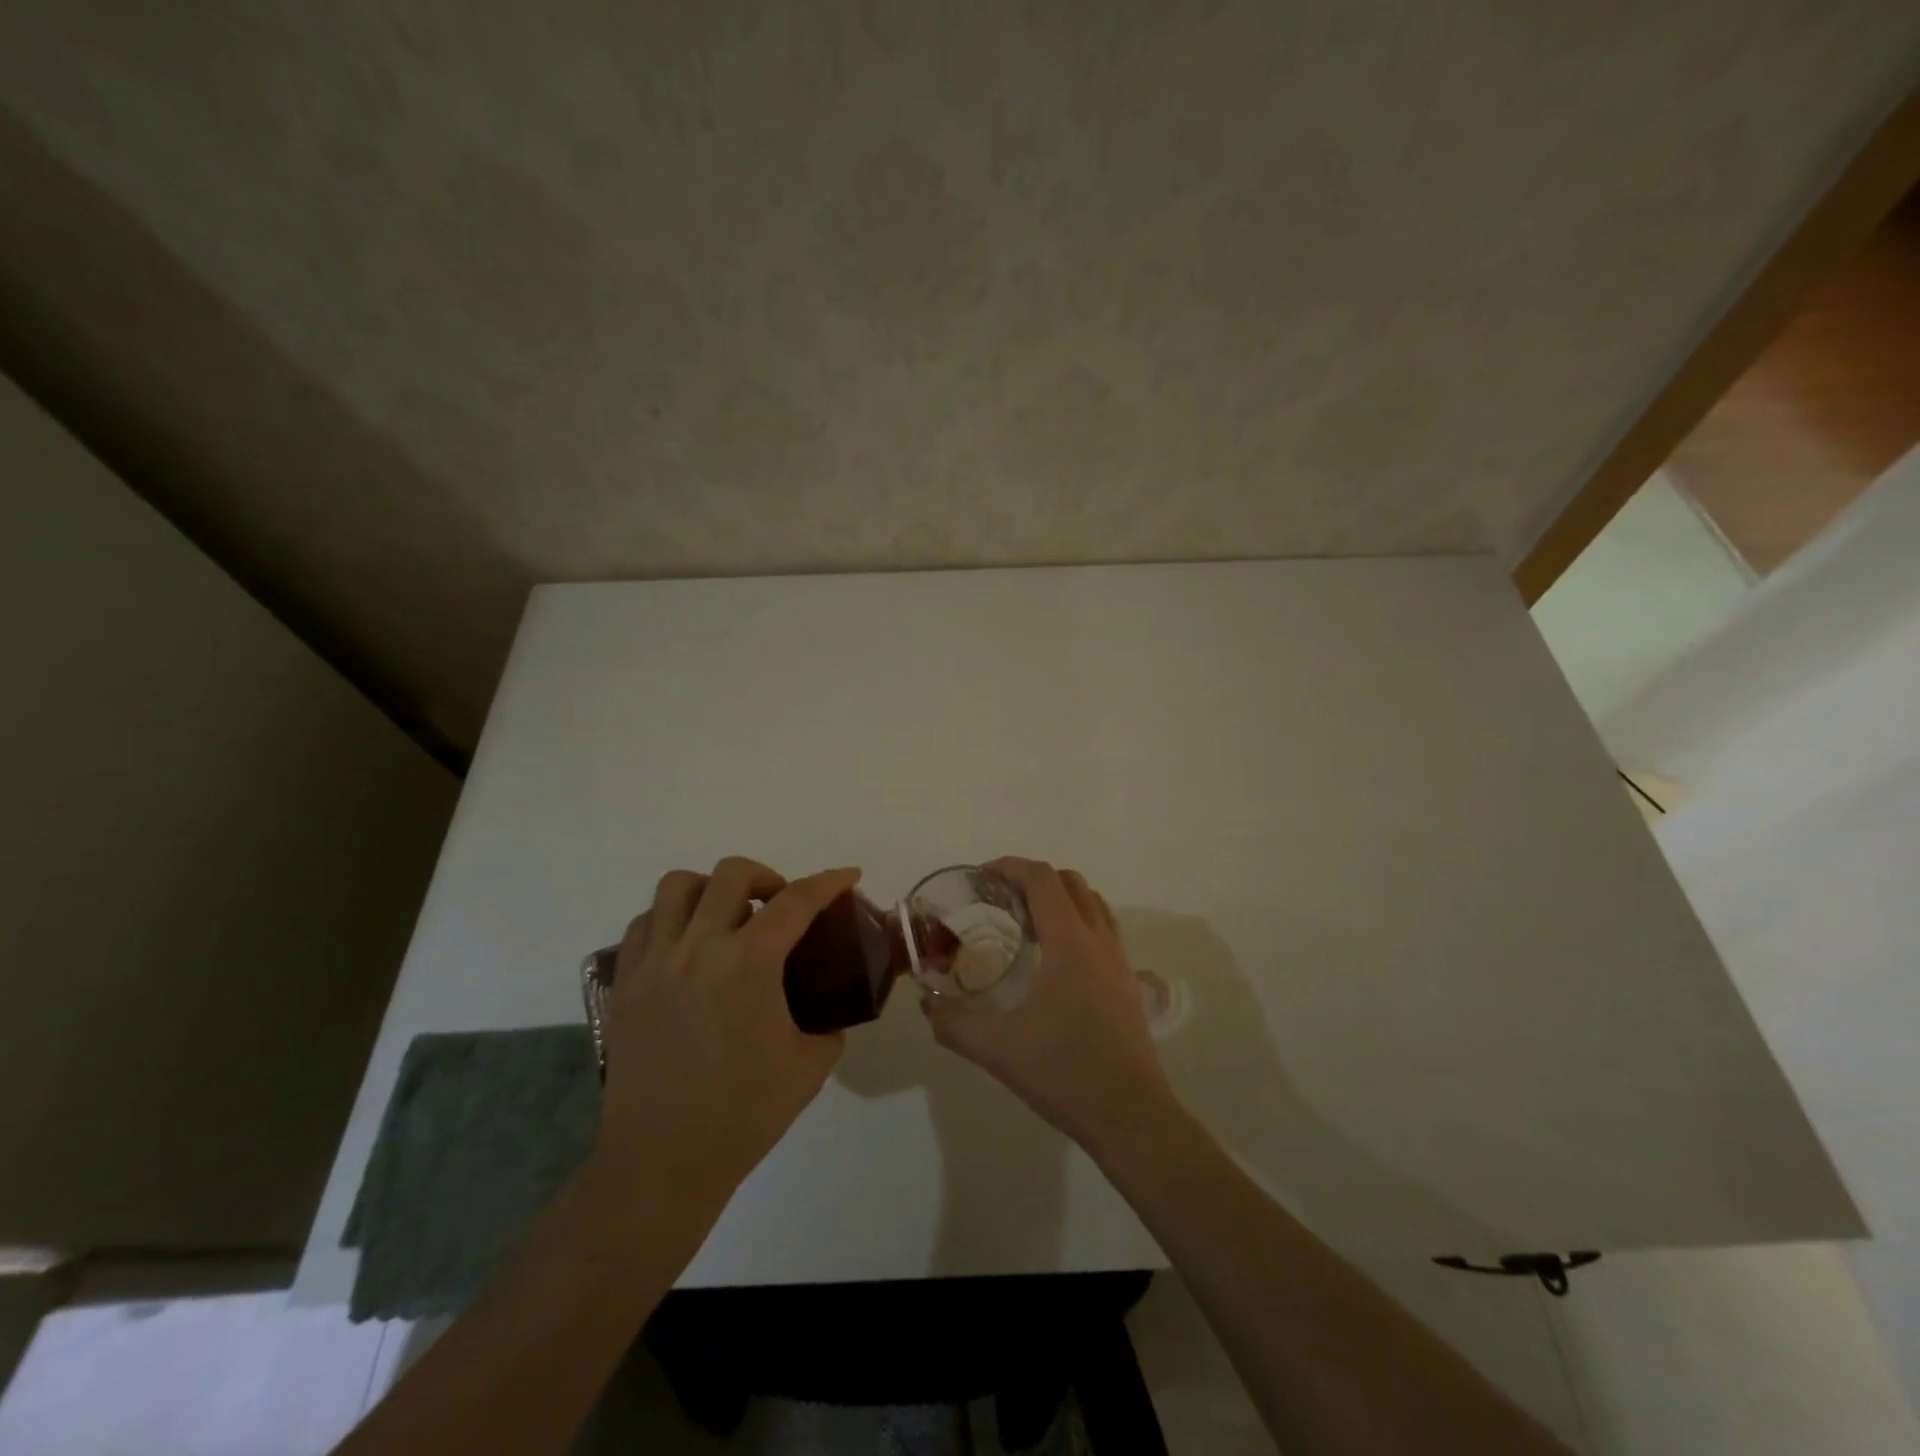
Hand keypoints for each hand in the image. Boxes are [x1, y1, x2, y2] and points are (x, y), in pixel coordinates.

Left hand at [588, 857, 859, 1213]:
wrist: (662, 1162)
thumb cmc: (742, 1114)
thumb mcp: (809, 1067)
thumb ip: (828, 1027)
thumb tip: (830, 1015)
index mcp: (749, 963)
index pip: (797, 901)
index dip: (829, 881)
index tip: (848, 875)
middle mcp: (698, 947)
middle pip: (732, 874)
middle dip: (767, 876)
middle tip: (780, 905)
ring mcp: (655, 962)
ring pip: (677, 887)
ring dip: (711, 888)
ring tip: (727, 916)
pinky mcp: (624, 984)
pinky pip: (644, 924)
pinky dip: (670, 919)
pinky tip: (687, 947)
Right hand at [923, 857, 1177, 1154]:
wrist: (1131, 1116)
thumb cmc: (1064, 1073)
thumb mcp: (997, 1049)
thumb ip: (953, 1023)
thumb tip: (927, 1004)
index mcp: (1070, 943)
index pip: (1042, 879)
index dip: (1010, 867)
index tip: (980, 877)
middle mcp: (1099, 940)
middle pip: (1069, 882)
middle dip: (1032, 879)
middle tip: (999, 900)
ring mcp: (1119, 960)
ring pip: (1092, 903)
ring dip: (1059, 897)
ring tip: (1026, 924)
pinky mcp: (1127, 982)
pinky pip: (1103, 929)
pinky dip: (1077, 921)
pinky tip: (1053, 960)